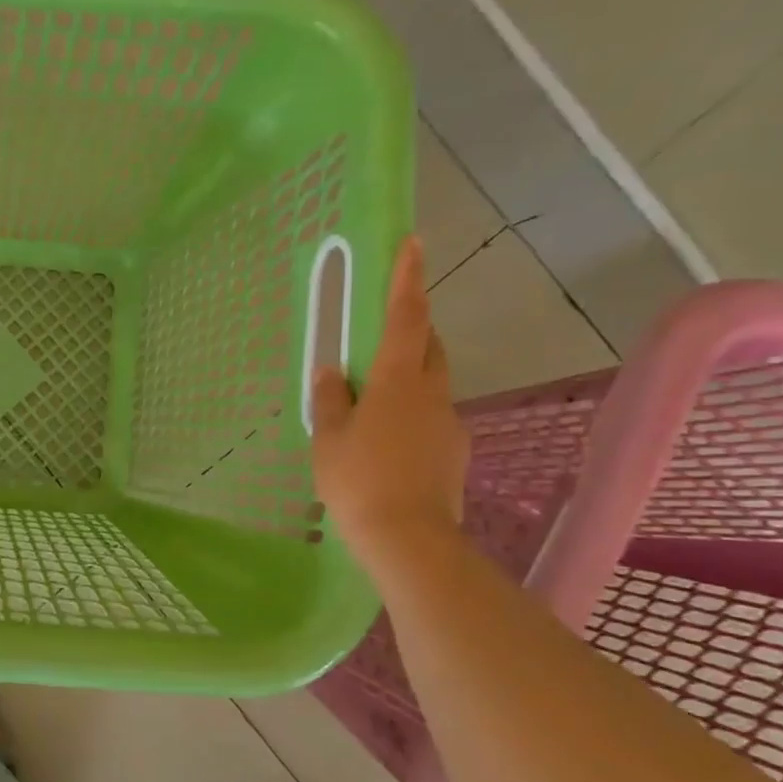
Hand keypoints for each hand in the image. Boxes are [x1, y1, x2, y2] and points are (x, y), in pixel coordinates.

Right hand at [310, 236, 467, 564]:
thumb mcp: (329, 438)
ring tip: (373, 401)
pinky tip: (386, 442)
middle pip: (428, 346)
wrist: (408, 538)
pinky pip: (431, 416)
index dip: (407, 279)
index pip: (405, 317)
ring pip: (431, 383)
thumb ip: (331, 400)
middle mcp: (431, 393)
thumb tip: (333, 372)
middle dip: (411, 329)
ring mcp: (448, 423)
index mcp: (397, 381)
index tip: (413, 243)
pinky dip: (411, 413)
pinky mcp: (453, 451)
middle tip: (381, 335)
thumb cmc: (358, 480)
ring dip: (409, 376)